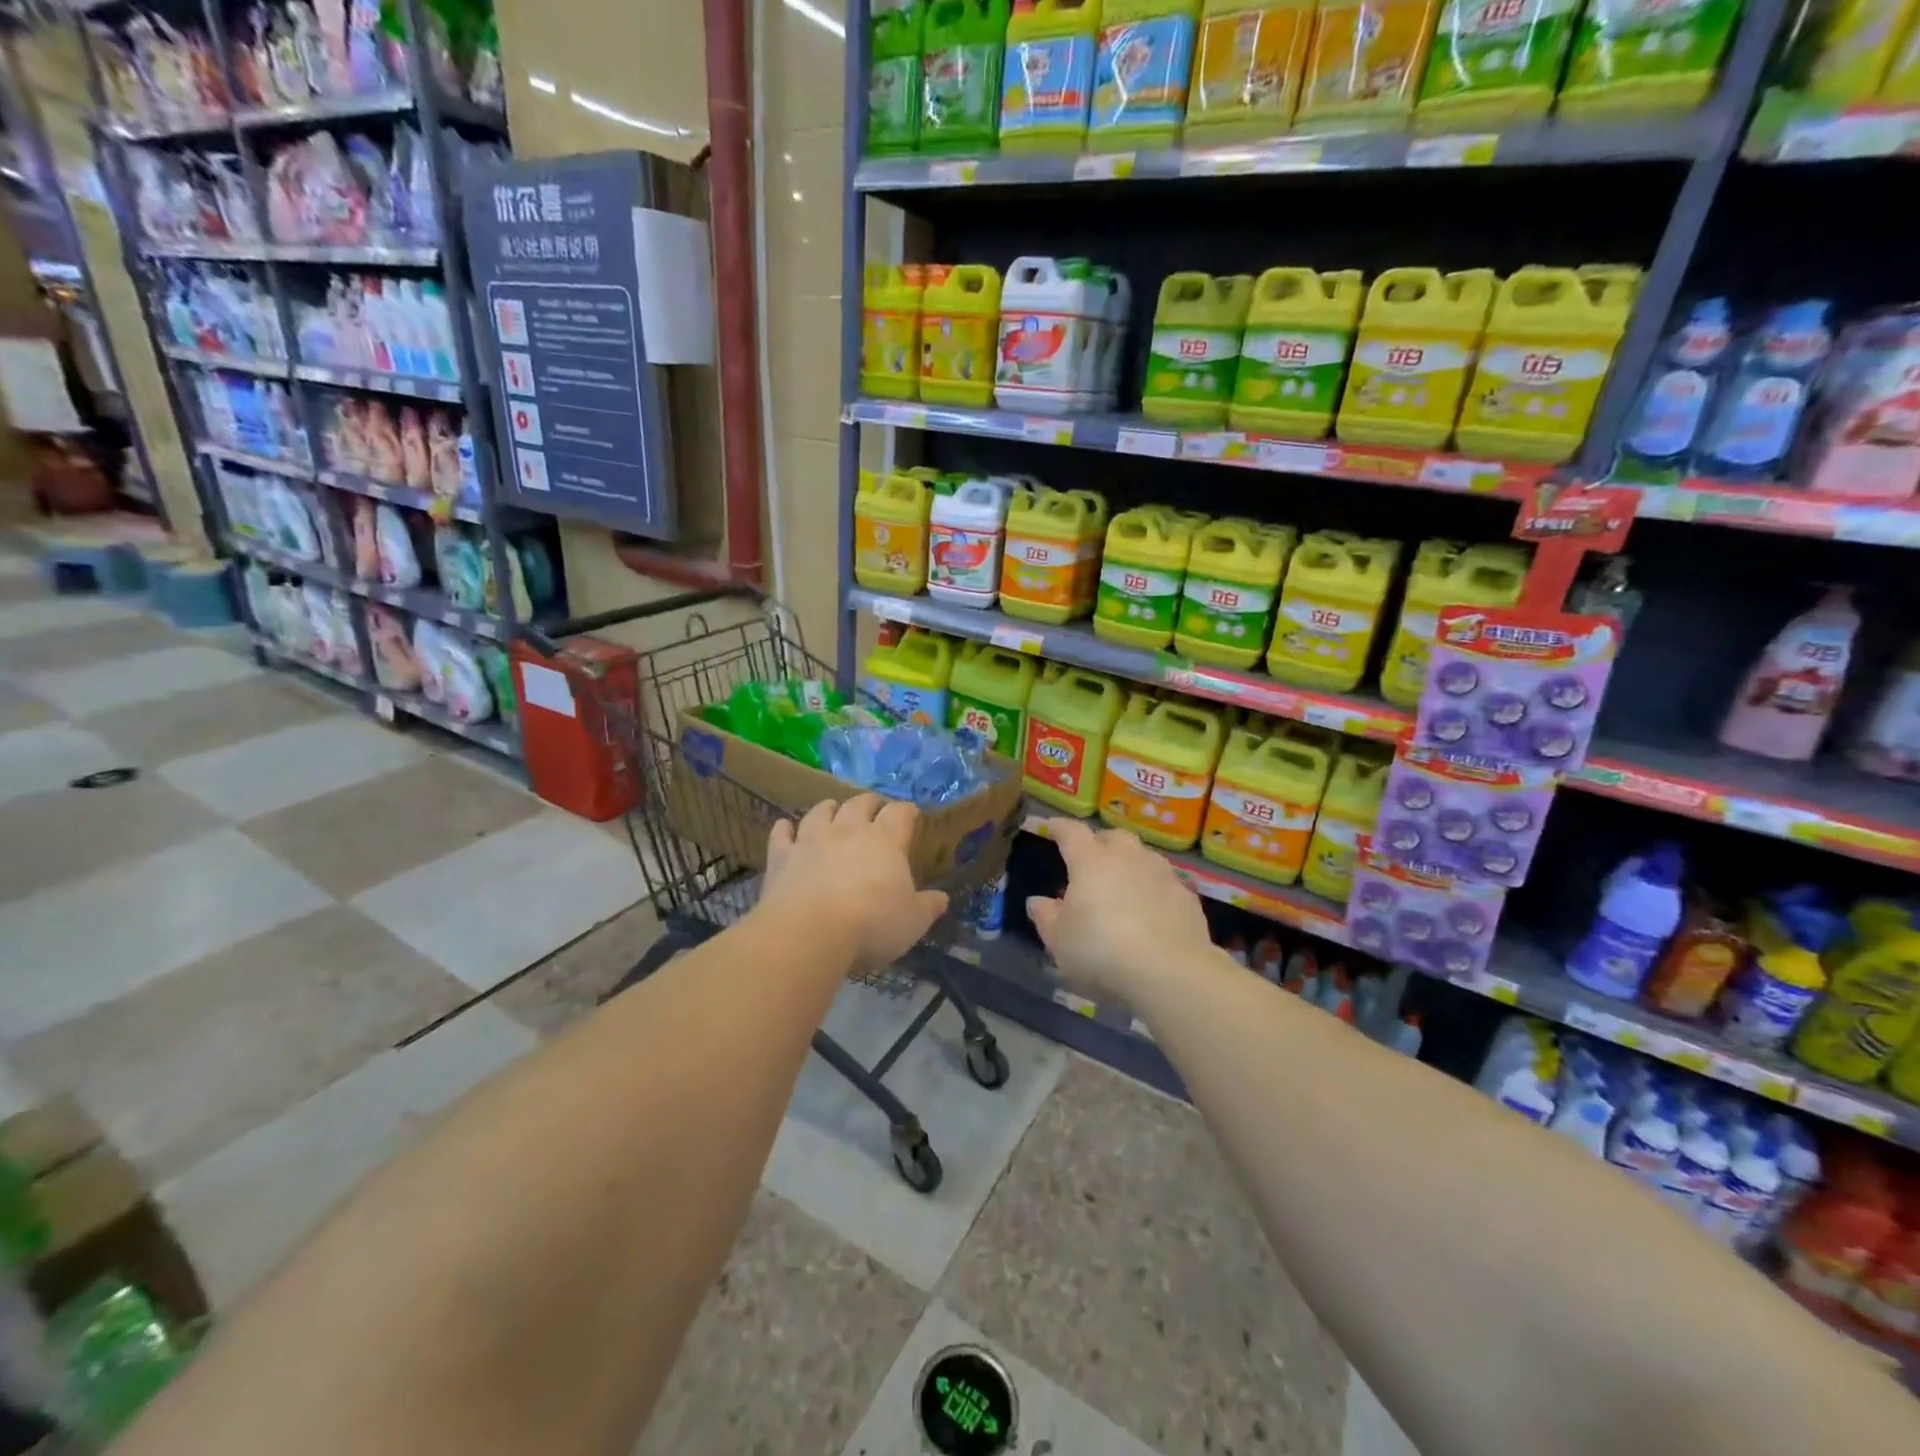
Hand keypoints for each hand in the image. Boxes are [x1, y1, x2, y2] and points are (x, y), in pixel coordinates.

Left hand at [760, 795, 948, 971]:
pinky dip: (785, 829)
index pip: (900, 813)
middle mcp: (848, 830)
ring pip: (821, 811)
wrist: (809, 933)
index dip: (907, 811)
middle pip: (861, 803)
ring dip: (829, 808)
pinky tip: (785, 827)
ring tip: (833, 809)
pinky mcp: (782, 856)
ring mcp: (811, 840)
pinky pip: (782, 834)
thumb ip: (928, 907)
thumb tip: (941, 898)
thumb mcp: (912, 922)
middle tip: (876, 809)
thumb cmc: (871, 925)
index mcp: (885, 840)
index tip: (912, 815)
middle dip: (871, 803)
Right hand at [1026, 819, 1214, 1000]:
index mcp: (1090, 861)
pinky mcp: (1187, 896)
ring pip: (1143, 856)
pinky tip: (1152, 911)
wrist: (1171, 972)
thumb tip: (1037, 901)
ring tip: (1123, 885)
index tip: (1052, 827)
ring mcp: (1162, 873)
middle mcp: (1128, 857)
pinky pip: (1165, 883)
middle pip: (1113, 836)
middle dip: (1100, 842)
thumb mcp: (1059, 942)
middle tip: (1091, 859)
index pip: (1072, 832)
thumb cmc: (1101, 951)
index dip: (1060, 828)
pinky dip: (1154, 889)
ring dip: (1130, 864)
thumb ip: (1046, 917)